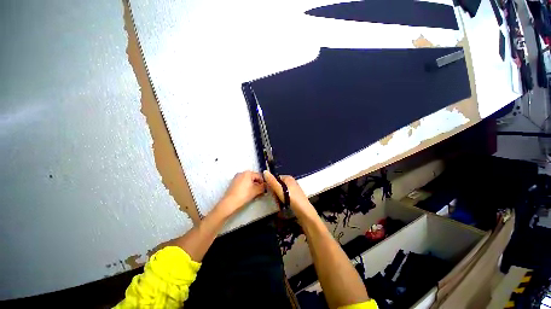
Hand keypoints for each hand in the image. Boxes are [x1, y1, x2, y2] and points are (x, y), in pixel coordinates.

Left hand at [219, 171, 265, 215]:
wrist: (230, 202)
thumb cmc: (244, 194)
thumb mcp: (256, 191)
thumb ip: (263, 187)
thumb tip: (266, 186)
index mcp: (248, 173)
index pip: (259, 176)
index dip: (263, 182)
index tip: (265, 188)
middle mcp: (242, 172)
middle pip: (253, 177)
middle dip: (258, 184)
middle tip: (260, 191)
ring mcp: (236, 177)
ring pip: (248, 180)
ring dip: (252, 185)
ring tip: (254, 192)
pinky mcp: (233, 182)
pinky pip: (243, 182)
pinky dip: (247, 186)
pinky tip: (248, 192)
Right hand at [263, 170, 318, 221]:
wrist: (304, 211)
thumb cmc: (291, 199)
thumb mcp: (279, 190)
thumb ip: (272, 181)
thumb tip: (264, 171)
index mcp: (288, 178)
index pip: (275, 178)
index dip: (271, 185)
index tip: (270, 192)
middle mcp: (291, 181)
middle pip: (278, 185)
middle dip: (275, 192)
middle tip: (276, 199)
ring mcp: (294, 188)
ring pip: (281, 191)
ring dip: (278, 196)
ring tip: (279, 203)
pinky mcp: (295, 195)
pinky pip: (285, 195)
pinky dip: (283, 199)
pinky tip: (283, 204)